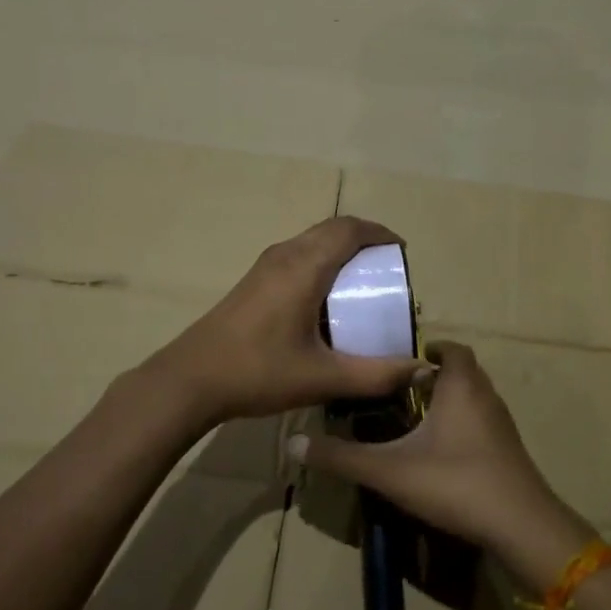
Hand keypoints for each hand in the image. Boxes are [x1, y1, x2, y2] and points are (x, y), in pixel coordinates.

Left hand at [146, 217, 425, 426]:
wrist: (190, 380)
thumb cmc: (258, 373)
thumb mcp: (323, 378)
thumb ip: (376, 375)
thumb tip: (420, 369)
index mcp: (304, 267)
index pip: (349, 230)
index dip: (380, 234)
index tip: (402, 253)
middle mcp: (285, 255)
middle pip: (332, 229)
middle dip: (365, 240)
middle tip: (388, 270)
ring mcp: (265, 266)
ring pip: (312, 241)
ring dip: (341, 251)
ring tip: (363, 284)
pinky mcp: (254, 281)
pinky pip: (298, 256)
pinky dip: (322, 262)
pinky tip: (327, 302)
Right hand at [287, 341, 591, 578]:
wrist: (521, 526)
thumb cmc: (455, 483)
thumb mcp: (390, 471)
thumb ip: (342, 457)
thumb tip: (294, 444)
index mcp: (460, 387)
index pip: (453, 349)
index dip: (433, 349)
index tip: (406, 359)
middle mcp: (486, 397)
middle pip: (464, 372)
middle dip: (437, 376)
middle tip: (403, 389)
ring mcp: (502, 425)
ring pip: (475, 399)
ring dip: (452, 400)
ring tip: (417, 418)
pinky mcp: (509, 451)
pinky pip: (484, 423)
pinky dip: (464, 424)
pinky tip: (442, 451)